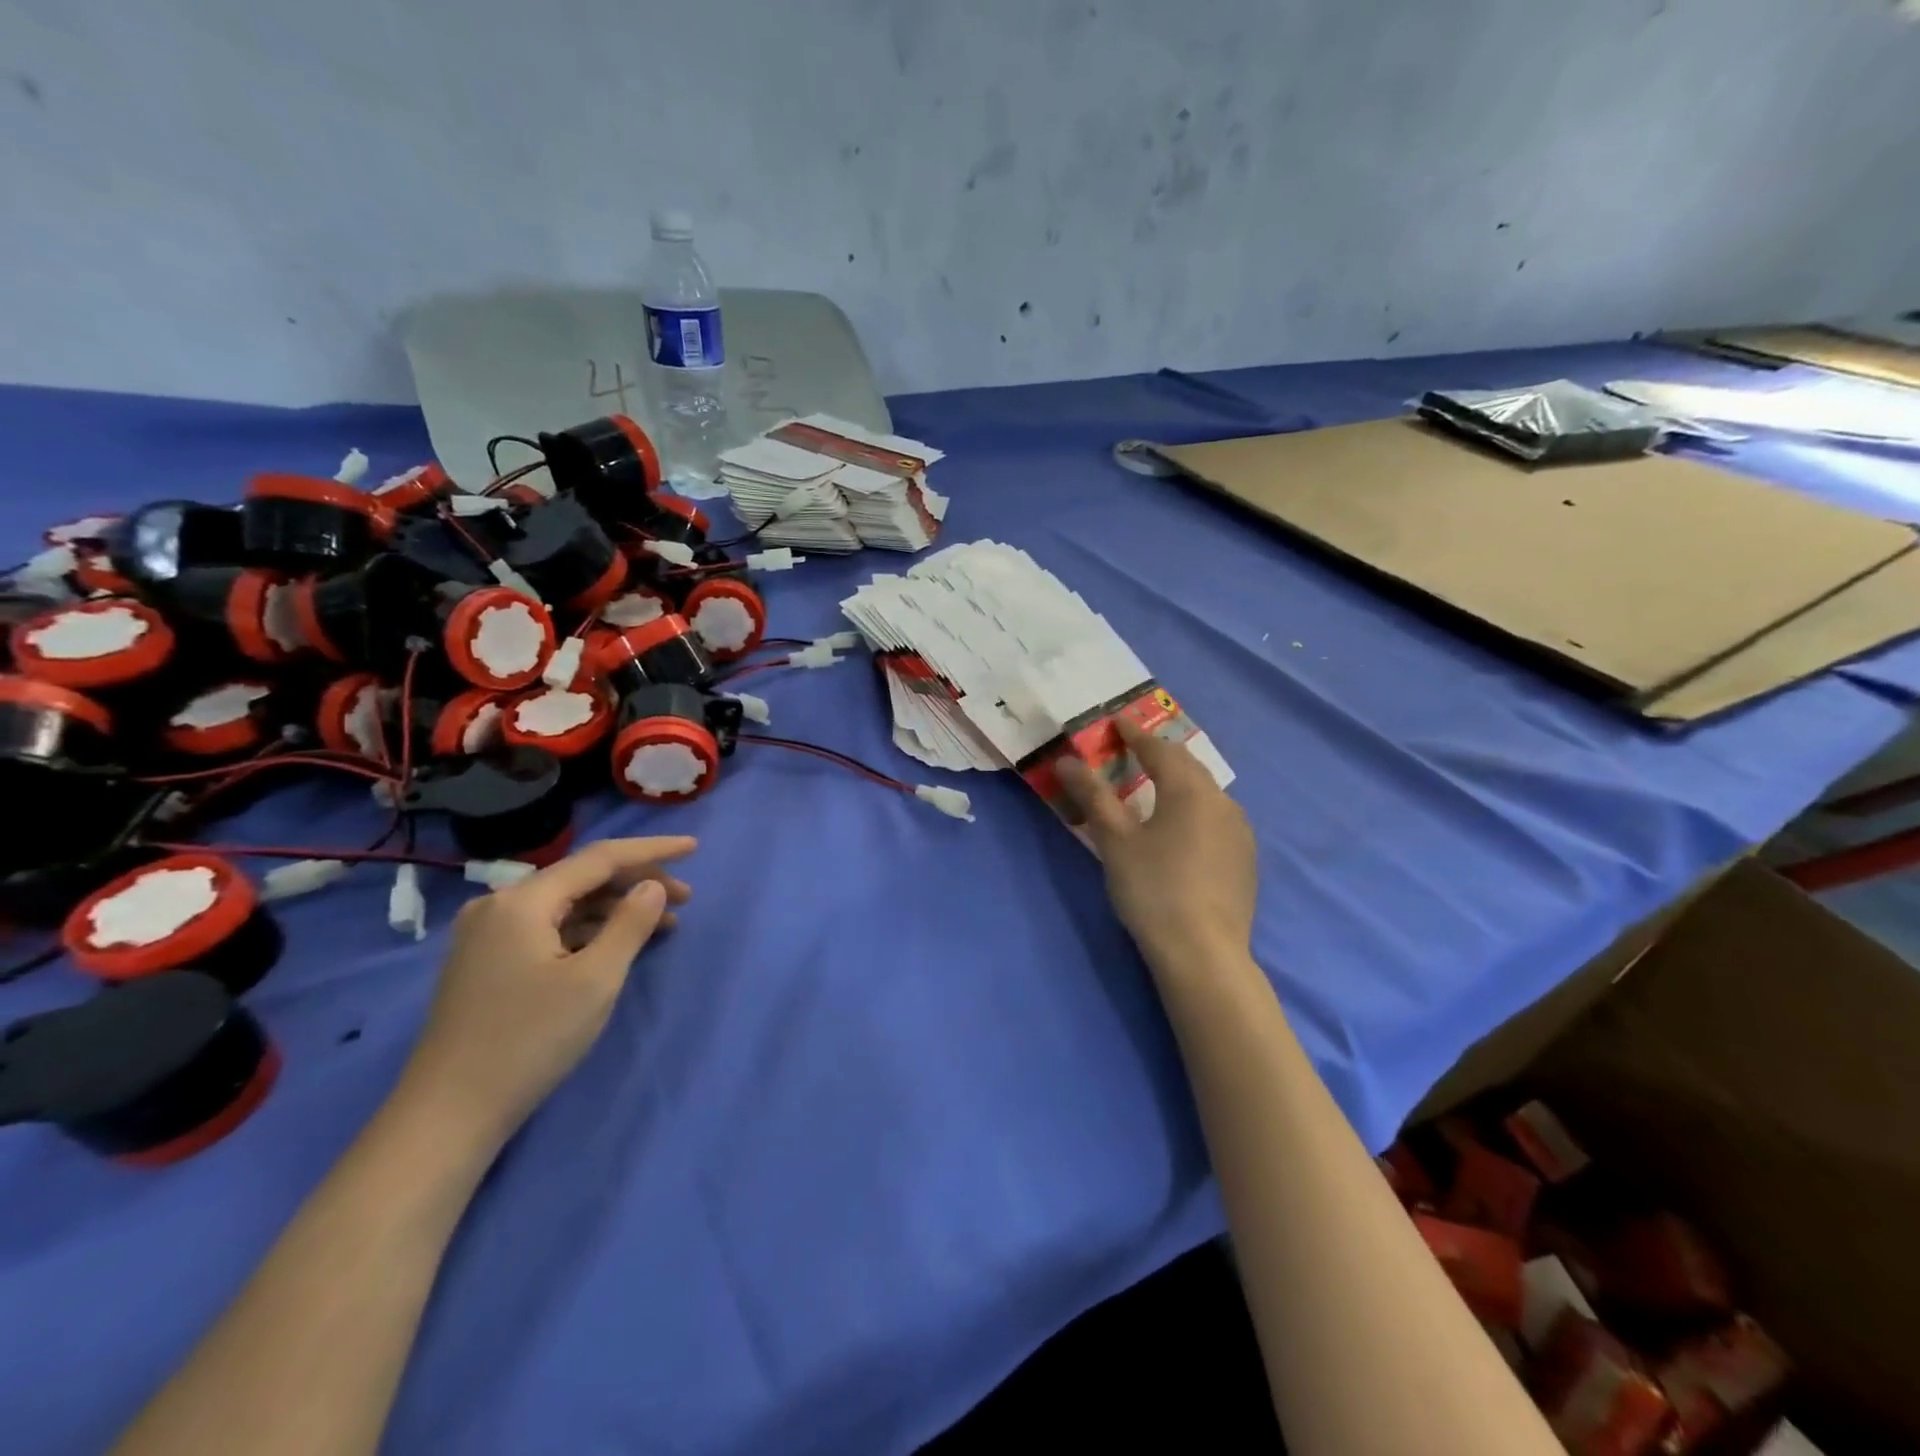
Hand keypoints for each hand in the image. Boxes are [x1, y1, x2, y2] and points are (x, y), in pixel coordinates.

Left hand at [400, 837, 694, 1143]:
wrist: (447, 1114)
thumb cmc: (529, 1040)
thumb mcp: (595, 980)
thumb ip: (630, 924)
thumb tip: (653, 886)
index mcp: (523, 901)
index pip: (600, 858)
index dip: (652, 850)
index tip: (693, 847)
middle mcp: (500, 905)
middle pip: (582, 878)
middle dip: (637, 883)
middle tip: (686, 899)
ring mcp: (488, 934)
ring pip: (567, 904)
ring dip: (616, 909)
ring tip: (663, 925)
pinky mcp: (487, 961)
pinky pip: (550, 928)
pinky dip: (589, 930)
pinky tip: (618, 945)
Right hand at [1057, 719, 1255, 974]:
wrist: (1204, 952)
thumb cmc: (1153, 889)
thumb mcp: (1115, 841)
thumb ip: (1093, 796)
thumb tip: (1068, 760)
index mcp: (1190, 791)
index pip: (1160, 750)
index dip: (1136, 734)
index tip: (1118, 721)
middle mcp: (1222, 802)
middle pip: (1188, 767)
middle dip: (1160, 754)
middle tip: (1135, 749)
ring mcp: (1240, 831)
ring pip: (1206, 793)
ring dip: (1181, 782)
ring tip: (1158, 786)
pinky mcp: (1245, 859)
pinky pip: (1217, 818)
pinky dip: (1195, 809)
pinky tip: (1183, 828)